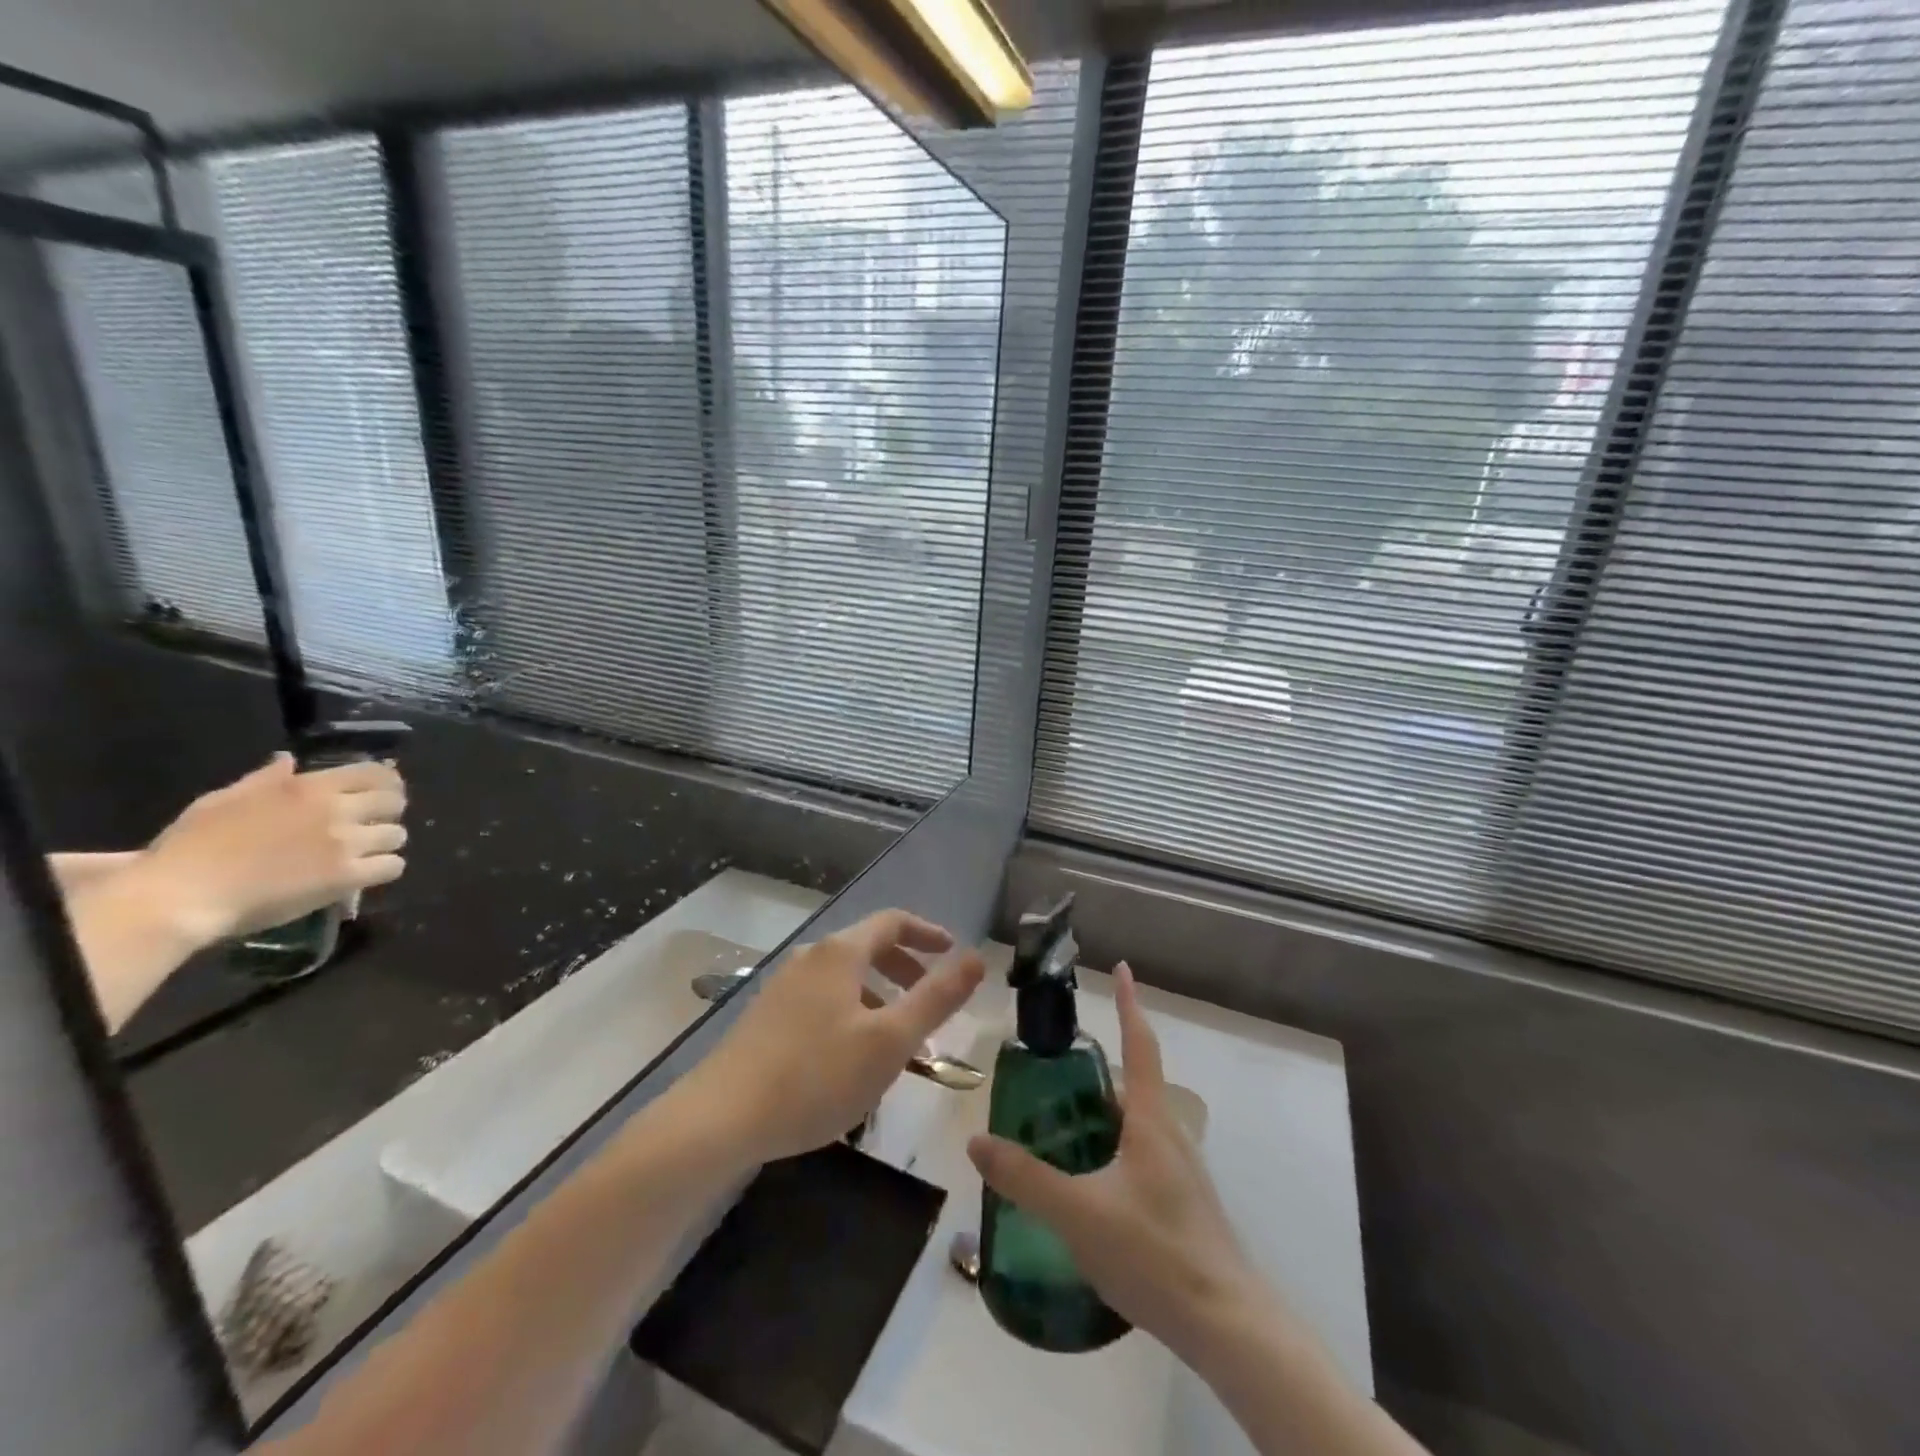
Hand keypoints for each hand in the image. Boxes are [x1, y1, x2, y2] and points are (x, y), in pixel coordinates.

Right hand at [130, 754, 407, 946]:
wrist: (181, 893)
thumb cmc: (193, 845)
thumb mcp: (225, 799)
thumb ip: (266, 779)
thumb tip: (288, 759)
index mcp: (308, 787)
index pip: (373, 773)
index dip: (386, 782)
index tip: (383, 791)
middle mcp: (335, 810)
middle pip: (394, 802)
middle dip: (390, 811)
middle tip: (377, 823)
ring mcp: (344, 843)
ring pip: (397, 835)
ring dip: (387, 842)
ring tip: (370, 851)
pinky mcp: (346, 876)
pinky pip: (392, 866)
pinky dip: (386, 868)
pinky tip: (369, 872)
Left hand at [684, 909, 985, 1164]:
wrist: (720, 1119)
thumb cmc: (816, 1076)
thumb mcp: (890, 1040)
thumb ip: (937, 998)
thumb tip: (978, 958)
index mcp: (841, 953)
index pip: (893, 922)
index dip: (928, 933)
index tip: (953, 953)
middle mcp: (811, 959)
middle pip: (868, 948)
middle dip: (907, 970)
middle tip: (932, 1001)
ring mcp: (783, 988)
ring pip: (846, 980)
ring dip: (881, 999)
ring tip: (900, 1043)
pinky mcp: (766, 1019)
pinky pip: (824, 1002)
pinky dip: (853, 1015)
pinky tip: (854, 1061)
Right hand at [968, 961, 1259, 1366]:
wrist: (1227, 1326)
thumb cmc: (1155, 1252)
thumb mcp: (1078, 1213)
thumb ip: (1025, 1178)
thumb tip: (976, 1142)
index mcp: (1150, 1119)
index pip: (1139, 1044)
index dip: (1130, 1003)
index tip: (1122, 966)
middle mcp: (1169, 1133)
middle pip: (1132, 1083)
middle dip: (1096, 1068)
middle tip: (1051, 1067)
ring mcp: (1179, 1170)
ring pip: (1135, 1123)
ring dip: (1100, 1112)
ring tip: (1056, 1123)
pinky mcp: (1180, 1202)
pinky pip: (1139, 1154)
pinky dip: (1109, 1146)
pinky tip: (1085, 1181)